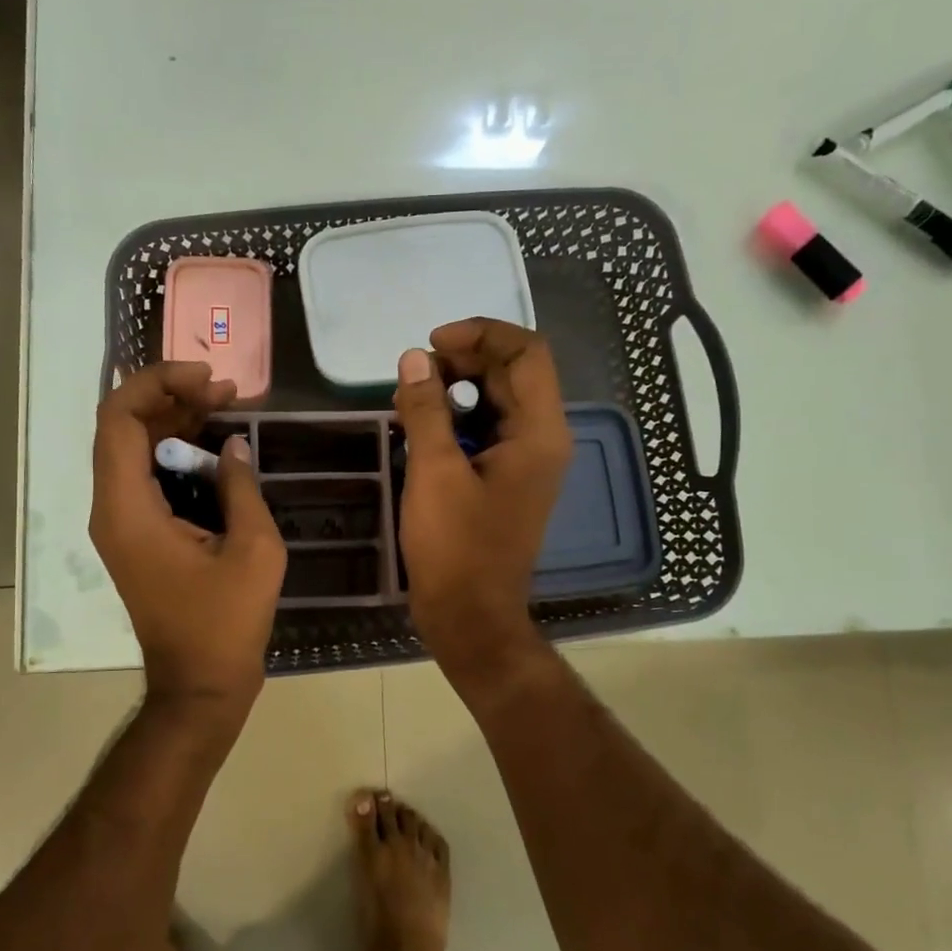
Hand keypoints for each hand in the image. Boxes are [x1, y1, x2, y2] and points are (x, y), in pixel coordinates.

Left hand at [90, 362, 286, 710]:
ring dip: (175, 423)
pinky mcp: (137, 537)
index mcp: (127, 509)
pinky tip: (216, 449)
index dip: (157, 384)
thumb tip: (233, 445)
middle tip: (226, 392)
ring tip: (227, 408)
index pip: (119, 419)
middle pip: (124, 428)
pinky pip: (147, 478)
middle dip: (172, 398)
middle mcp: (112, 510)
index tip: (207, 379)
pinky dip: (176, 455)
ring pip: (135, 450)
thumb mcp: (253, 550)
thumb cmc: (225, 623)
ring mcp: (121, 525)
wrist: (199, 686)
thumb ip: (241, 487)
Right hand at [393, 319, 571, 670]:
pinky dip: (455, 419)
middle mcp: (542, 439)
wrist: (470, 616)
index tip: (432, 344)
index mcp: (539, 432)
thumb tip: (414, 360)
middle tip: (414, 372)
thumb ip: (426, 410)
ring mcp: (525, 461)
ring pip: (496, 401)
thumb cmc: (456, 546)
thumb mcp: (434, 472)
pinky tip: (419, 427)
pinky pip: (485, 431)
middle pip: (512, 373)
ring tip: (410, 398)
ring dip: (455, 389)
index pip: (526, 353)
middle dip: (463, 360)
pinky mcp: (505, 479)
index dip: (481, 334)